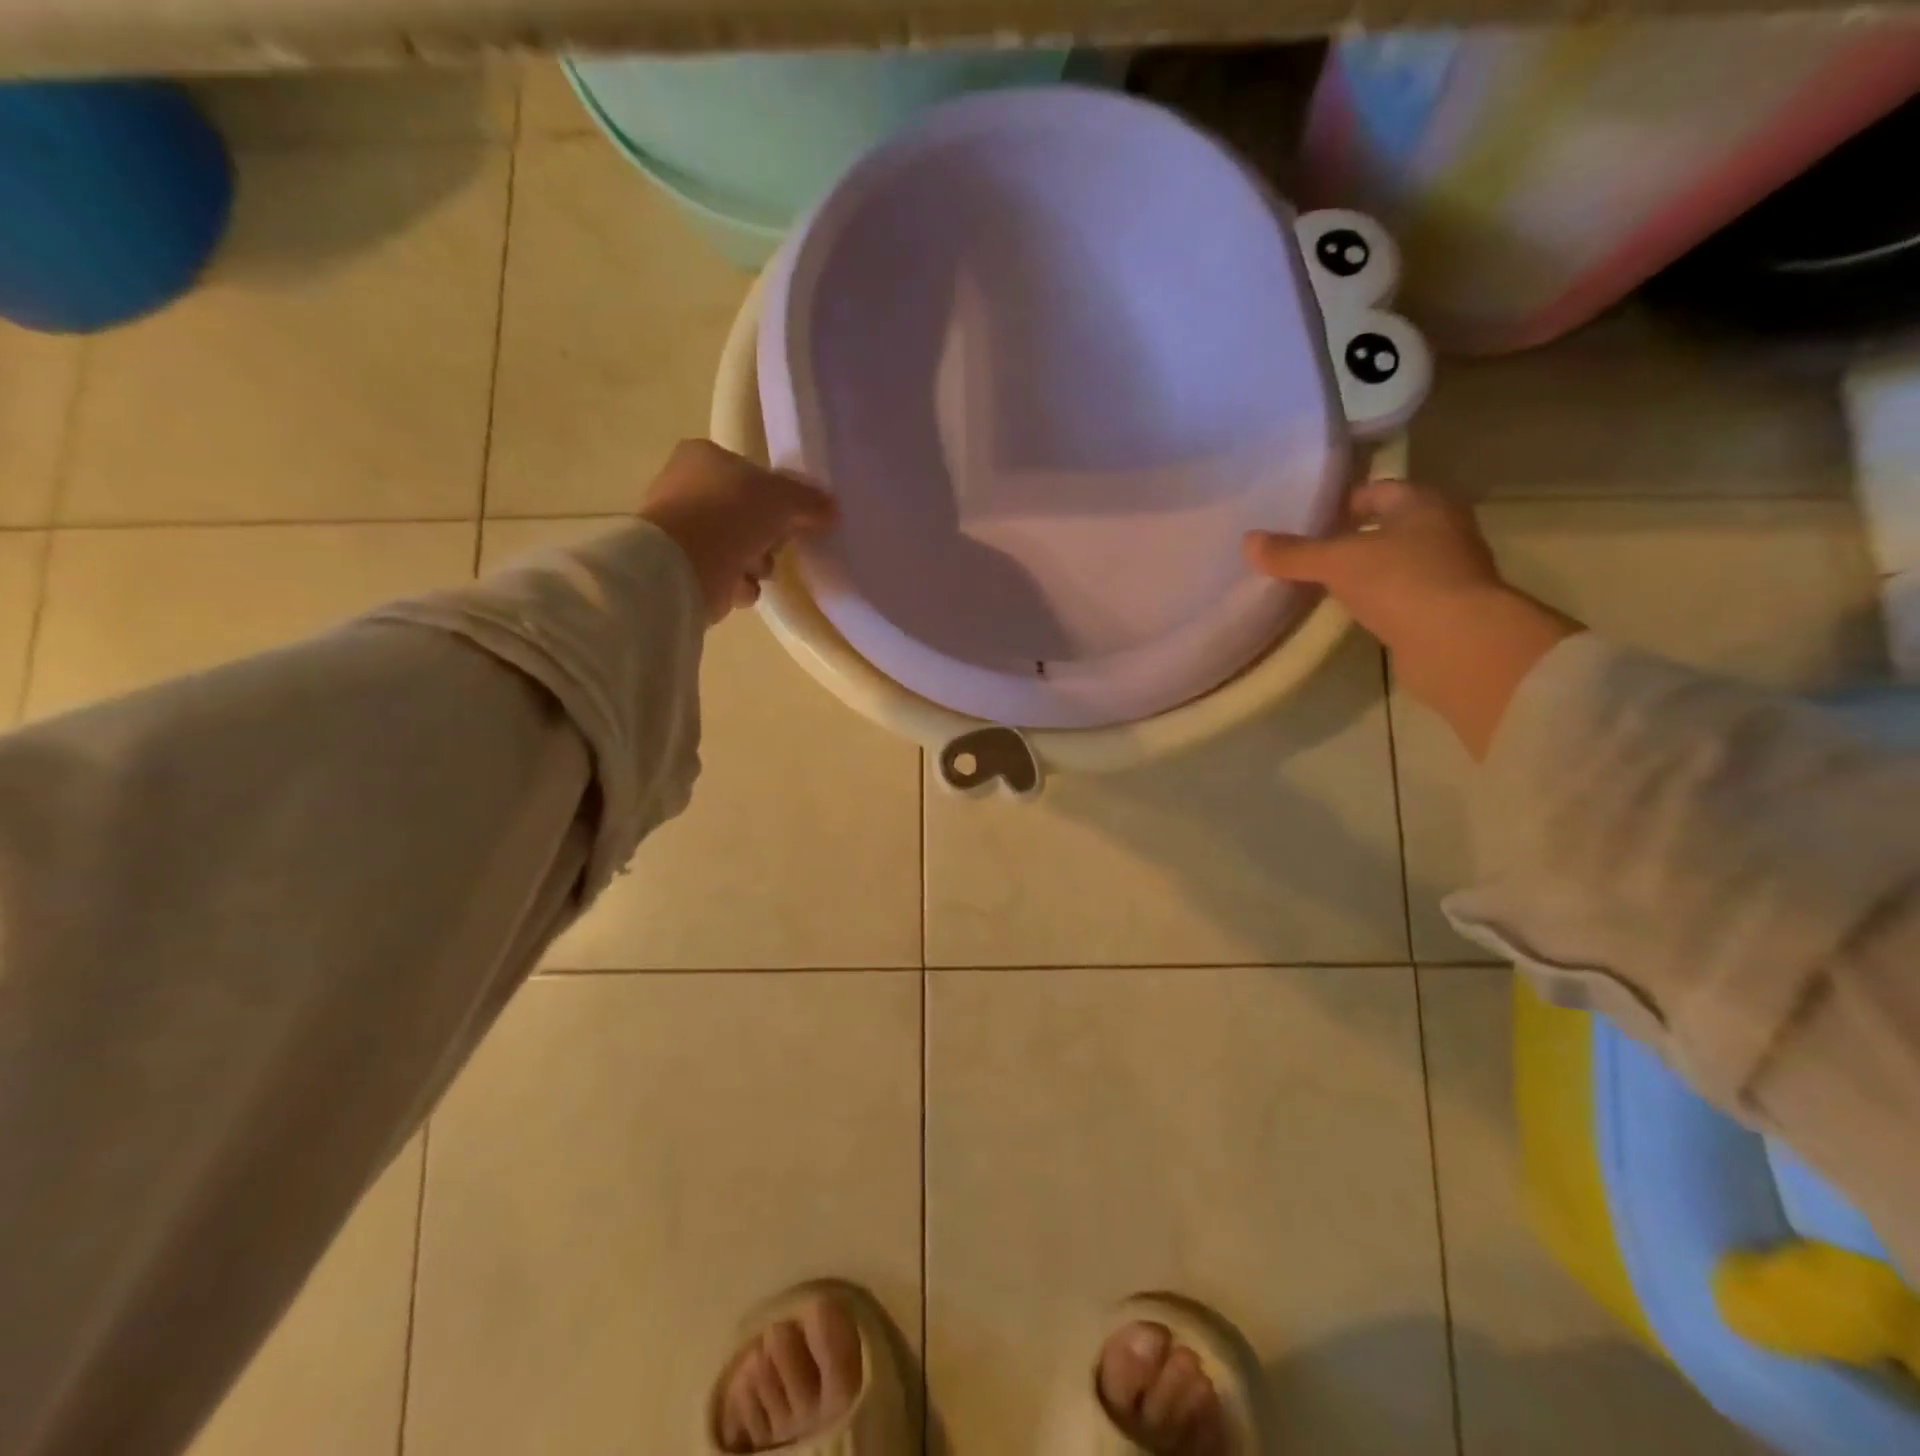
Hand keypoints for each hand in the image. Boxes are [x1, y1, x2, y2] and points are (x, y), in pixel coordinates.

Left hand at [640, 439, 836, 622]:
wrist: (682, 567)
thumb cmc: (729, 514)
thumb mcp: (782, 498)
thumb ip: (809, 502)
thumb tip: (833, 510)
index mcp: (703, 457)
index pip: (750, 474)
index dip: (776, 497)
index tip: (793, 518)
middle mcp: (685, 487)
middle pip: (745, 513)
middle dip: (767, 535)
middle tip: (777, 545)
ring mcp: (680, 530)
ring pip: (736, 546)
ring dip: (755, 562)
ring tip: (757, 571)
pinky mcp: (681, 568)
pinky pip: (723, 575)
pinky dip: (737, 585)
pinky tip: (741, 588)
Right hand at [1244, 478, 1580, 758]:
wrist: (1458, 642)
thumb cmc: (1401, 582)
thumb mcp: (1337, 562)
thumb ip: (1293, 553)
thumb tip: (1247, 541)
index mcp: (1423, 502)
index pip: (1377, 490)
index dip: (1341, 503)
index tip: (1308, 521)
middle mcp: (1442, 528)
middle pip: (1388, 525)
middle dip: (1351, 536)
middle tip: (1309, 552)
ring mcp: (1449, 569)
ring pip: (1396, 559)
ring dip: (1365, 568)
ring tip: (1323, 582)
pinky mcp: (1446, 607)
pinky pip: (1402, 592)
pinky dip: (1378, 596)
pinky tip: (1352, 610)